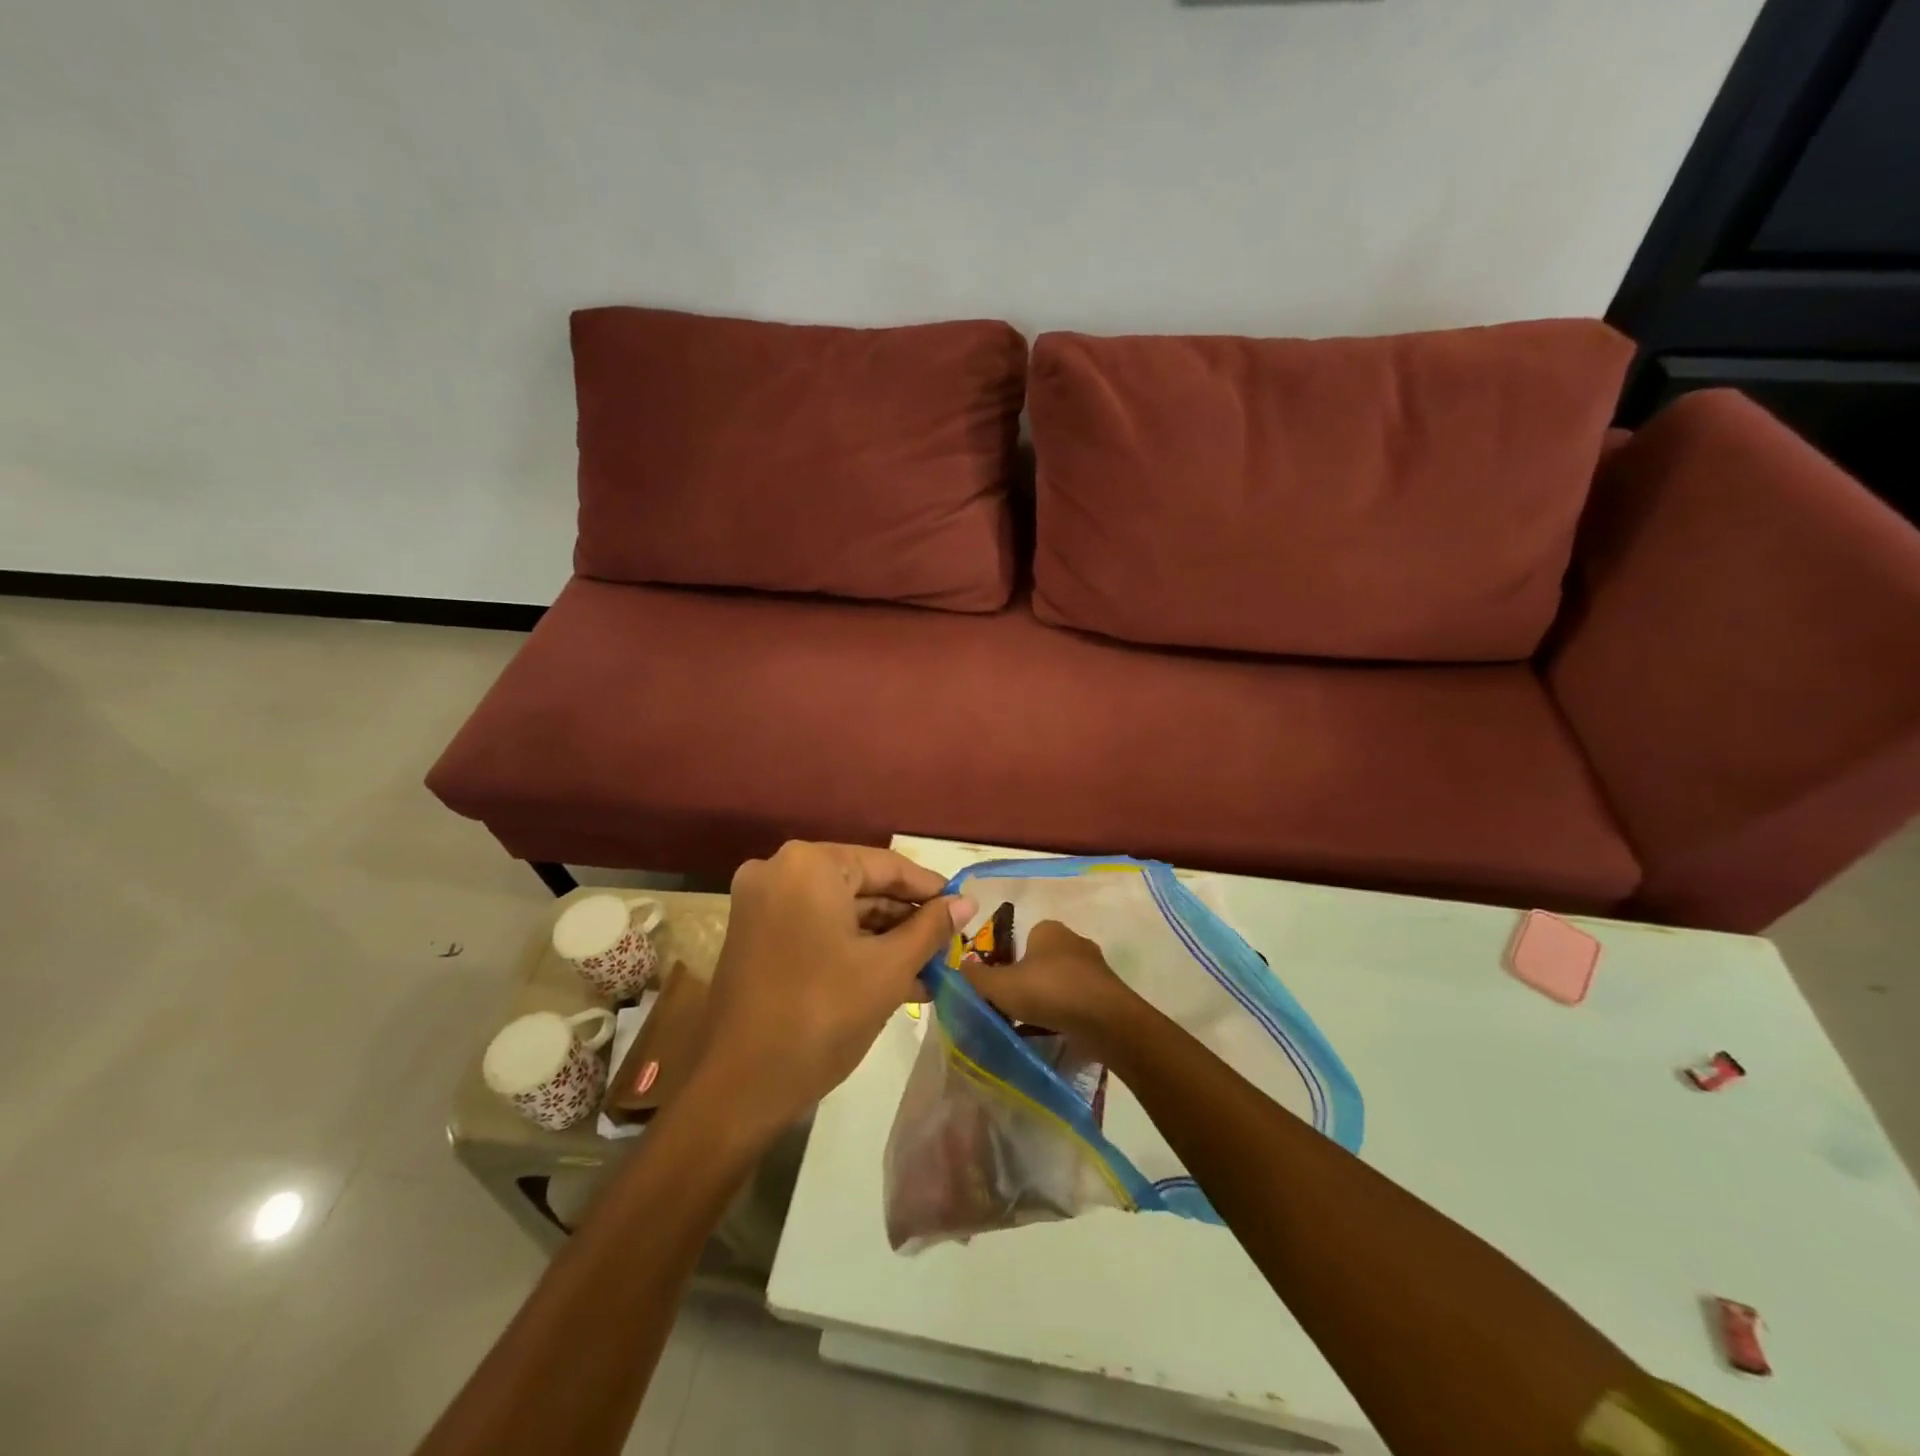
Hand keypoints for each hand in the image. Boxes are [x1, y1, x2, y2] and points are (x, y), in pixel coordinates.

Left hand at [701, 842, 972, 1132]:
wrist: (739, 1088)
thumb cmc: (822, 1016)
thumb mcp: (888, 969)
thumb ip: (930, 928)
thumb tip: (966, 902)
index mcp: (809, 865)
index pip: (886, 865)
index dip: (930, 889)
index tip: (963, 908)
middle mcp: (779, 870)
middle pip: (861, 885)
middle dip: (906, 919)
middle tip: (948, 944)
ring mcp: (762, 903)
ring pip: (840, 909)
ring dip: (884, 938)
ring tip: (930, 967)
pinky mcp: (755, 934)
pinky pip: (817, 927)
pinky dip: (852, 947)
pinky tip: (895, 977)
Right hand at [958, 919, 1141, 1053]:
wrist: (1105, 1020)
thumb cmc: (1048, 991)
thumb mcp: (1001, 985)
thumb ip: (977, 977)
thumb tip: (960, 966)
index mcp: (1048, 929)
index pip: (1023, 938)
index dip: (1009, 961)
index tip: (1002, 985)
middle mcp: (1074, 940)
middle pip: (1042, 959)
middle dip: (1030, 980)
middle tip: (1015, 1005)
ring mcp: (1095, 966)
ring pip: (1062, 980)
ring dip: (1051, 997)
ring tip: (1035, 1022)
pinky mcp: (1109, 992)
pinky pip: (1080, 999)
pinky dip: (1068, 1011)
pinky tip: (1058, 1030)